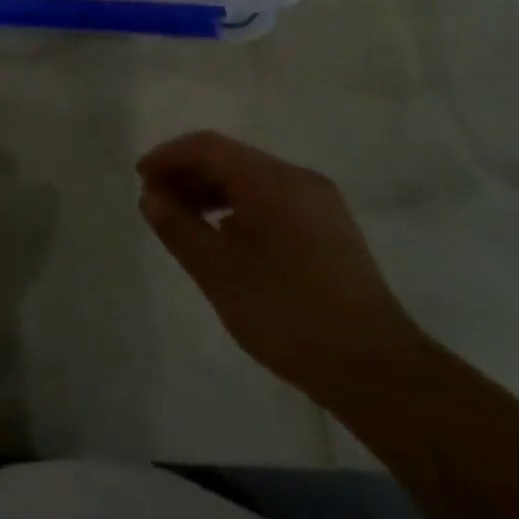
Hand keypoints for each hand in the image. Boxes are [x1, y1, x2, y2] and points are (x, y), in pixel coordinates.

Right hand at [137, 132, 424, 400]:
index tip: (139, 178)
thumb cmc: (288, 314)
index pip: (209, 147)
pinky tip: (224, 238)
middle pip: (231, 160)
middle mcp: (299, 180)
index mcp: (273, 181)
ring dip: (211, 192)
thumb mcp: (219, 272)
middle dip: (188, 174)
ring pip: (252, 181)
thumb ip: (178, 227)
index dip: (169, 156)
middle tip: (155, 201)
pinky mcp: (330, 230)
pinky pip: (273, 201)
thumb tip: (150, 197)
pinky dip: (239, 208)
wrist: (378, 371)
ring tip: (182, 220)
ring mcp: (320, 205)